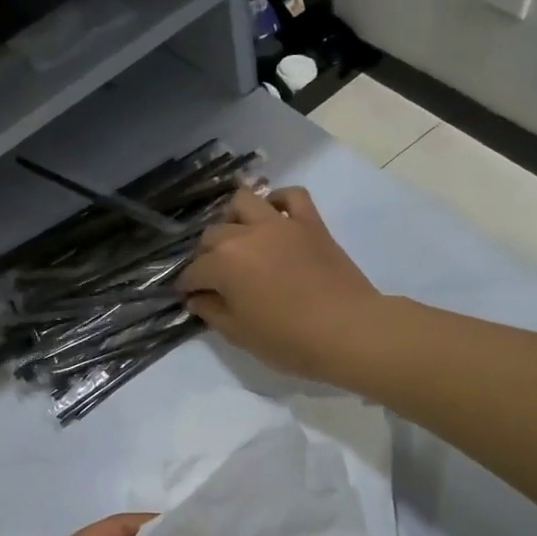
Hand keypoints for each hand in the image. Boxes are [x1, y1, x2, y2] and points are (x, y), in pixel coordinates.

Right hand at [178, 187, 382, 381]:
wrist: (349, 331)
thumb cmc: (289, 340)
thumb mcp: (240, 334)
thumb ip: (212, 312)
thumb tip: (197, 298)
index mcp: (223, 264)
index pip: (193, 271)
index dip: (187, 286)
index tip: (189, 297)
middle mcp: (245, 235)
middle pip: (212, 235)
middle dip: (205, 255)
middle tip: (214, 276)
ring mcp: (280, 224)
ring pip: (244, 202)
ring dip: (234, 218)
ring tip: (238, 238)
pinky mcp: (310, 222)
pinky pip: (292, 195)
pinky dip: (278, 201)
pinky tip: (274, 216)